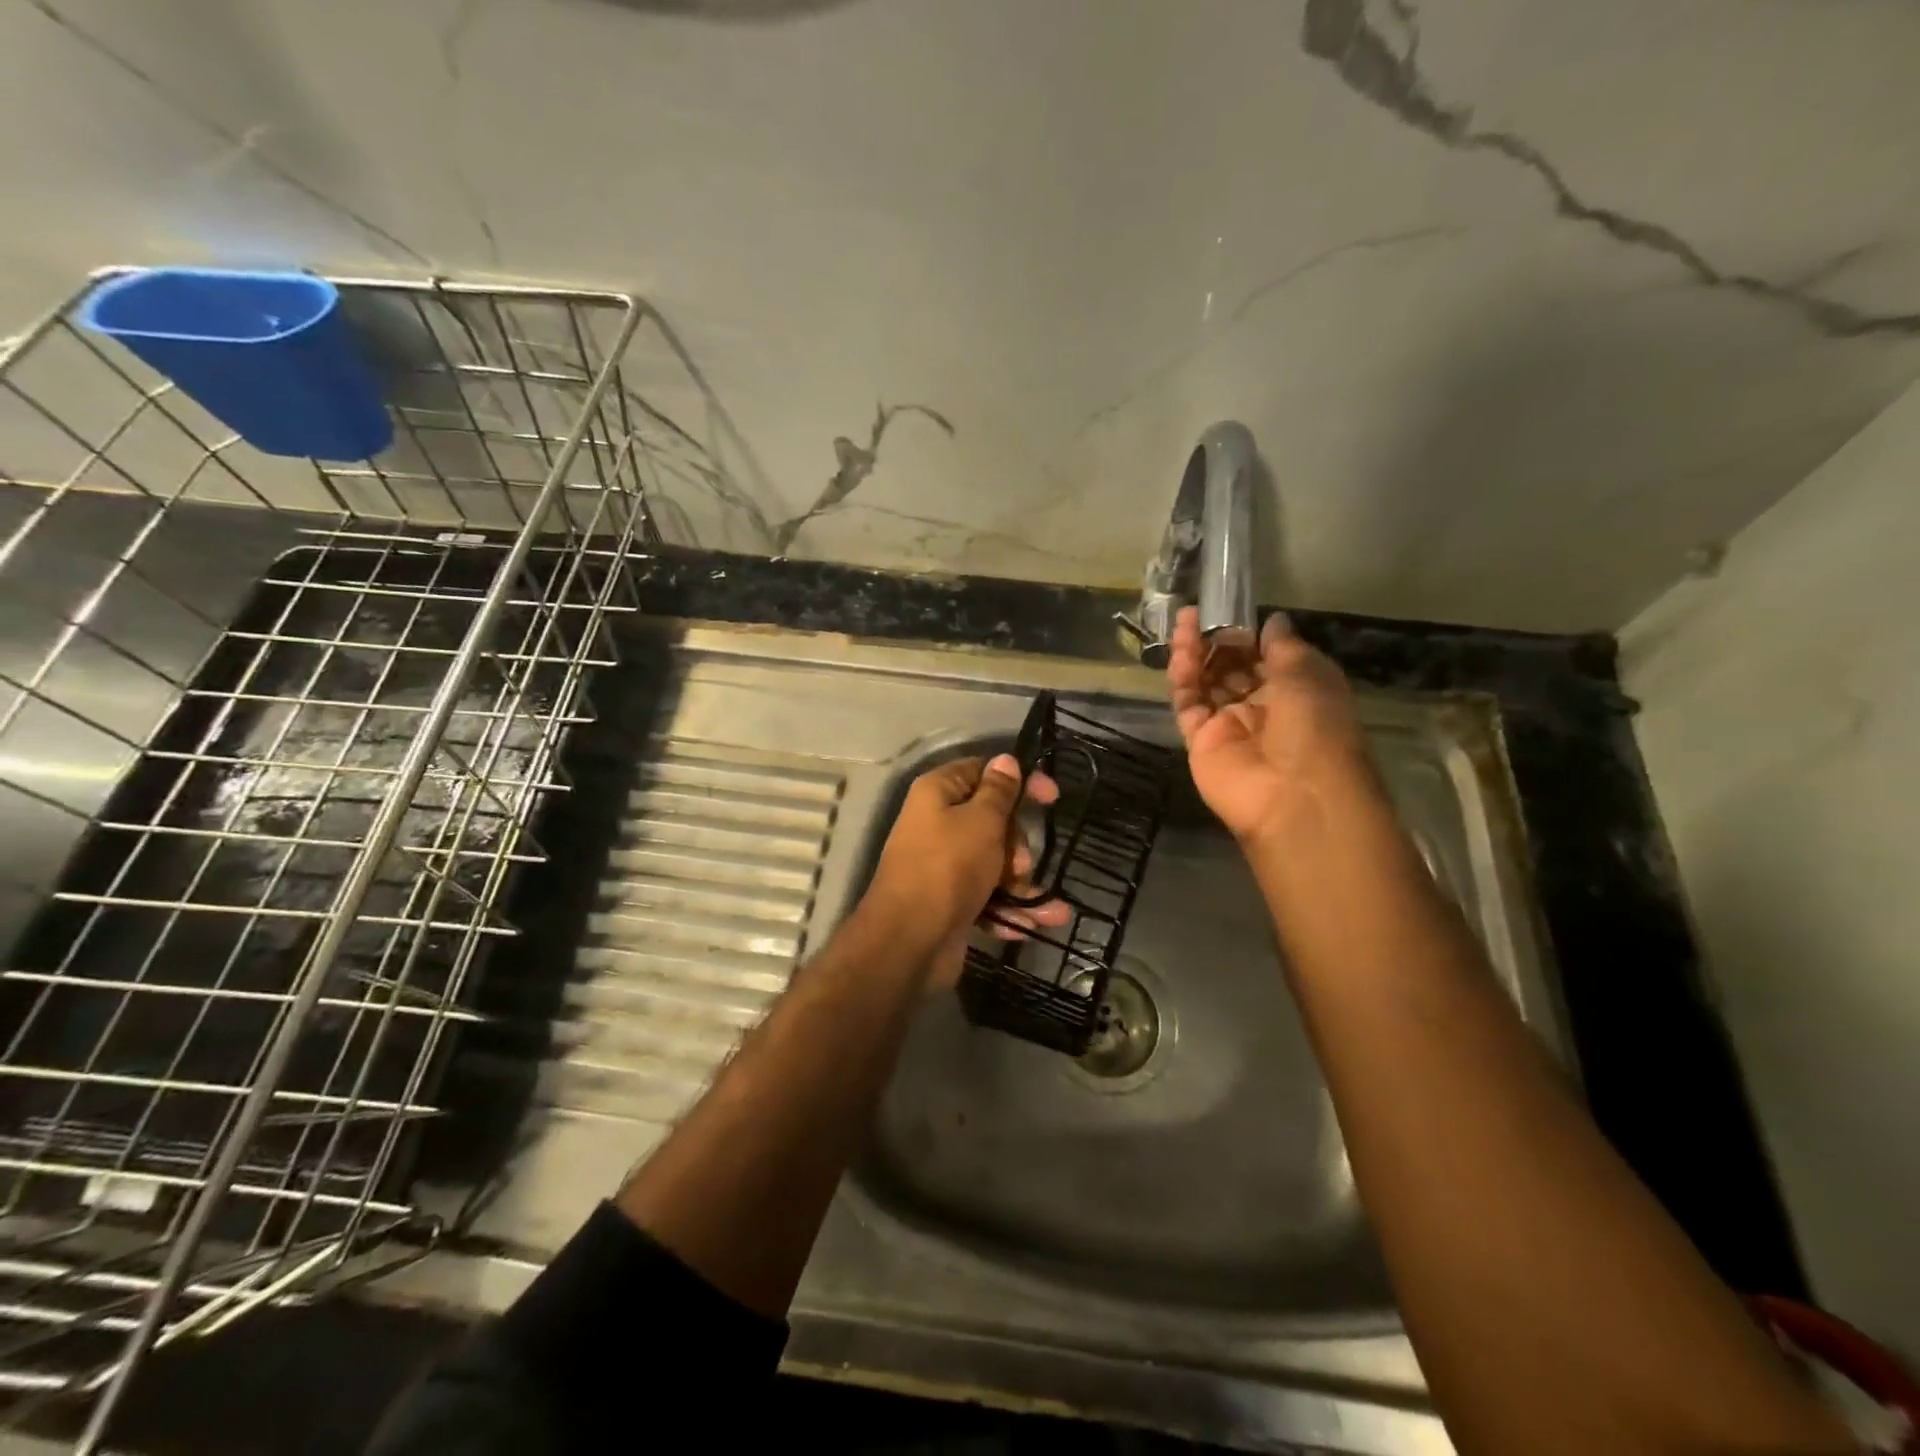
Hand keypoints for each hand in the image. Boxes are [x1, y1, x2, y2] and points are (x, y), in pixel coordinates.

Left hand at [862, 754, 1068, 988]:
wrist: (910, 940)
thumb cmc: (949, 867)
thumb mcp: (981, 821)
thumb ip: (999, 791)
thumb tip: (1006, 761)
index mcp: (938, 793)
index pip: (983, 771)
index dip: (1019, 780)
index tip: (1052, 797)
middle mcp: (938, 824)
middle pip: (993, 821)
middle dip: (1018, 844)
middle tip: (1021, 864)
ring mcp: (944, 865)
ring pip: (995, 863)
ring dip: (1022, 883)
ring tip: (1041, 904)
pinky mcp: (951, 902)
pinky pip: (988, 897)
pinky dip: (1010, 908)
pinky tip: (1035, 923)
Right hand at [1167, 605, 1369, 848]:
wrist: (1294, 795)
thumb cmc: (1315, 727)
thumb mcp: (1309, 675)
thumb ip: (1284, 646)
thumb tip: (1272, 620)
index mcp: (1297, 691)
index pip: (1266, 656)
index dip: (1249, 634)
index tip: (1231, 609)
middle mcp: (1263, 707)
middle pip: (1232, 668)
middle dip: (1218, 640)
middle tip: (1201, 613)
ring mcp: (1229, 725)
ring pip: (1206, 682)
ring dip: (1196, 652)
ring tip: (1183, 622)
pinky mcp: (1200, 740)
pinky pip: (1188, 704)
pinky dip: (1183, 679)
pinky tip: (1180, 654)